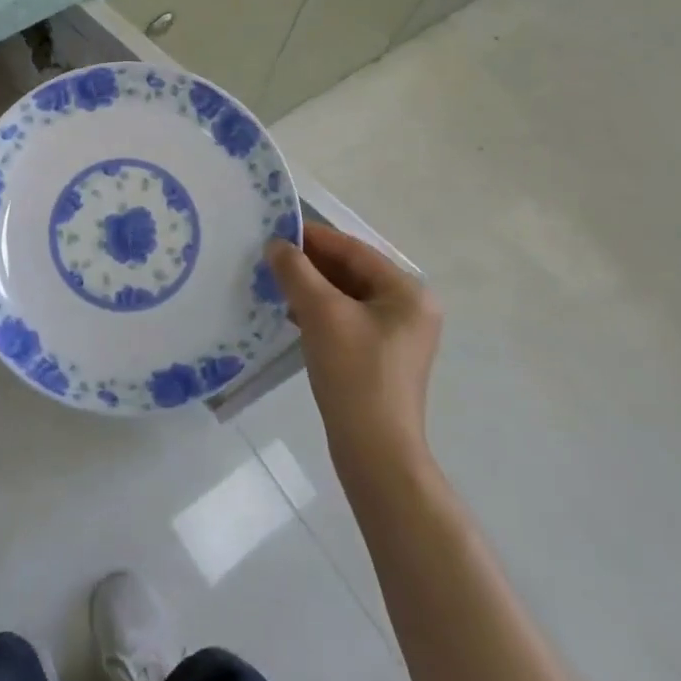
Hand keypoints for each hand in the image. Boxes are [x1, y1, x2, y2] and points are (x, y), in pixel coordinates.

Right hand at [267, 225, 442, 468]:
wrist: (374, 451)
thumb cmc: (354, 373)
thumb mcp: (321, 313)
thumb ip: (296, 271)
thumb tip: (276, 245)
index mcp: (407, 292)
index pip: (354, 250)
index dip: (314, 238)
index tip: (276, 230)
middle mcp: (409, 308)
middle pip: (352, 272)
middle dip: (310, 264)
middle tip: (270, 257)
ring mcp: (397, 335)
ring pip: (346, 297)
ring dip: (311, 287)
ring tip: (274, 282)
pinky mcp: (381, 357)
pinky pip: (347, 320)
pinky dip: (319, 312)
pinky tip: (290, 312)